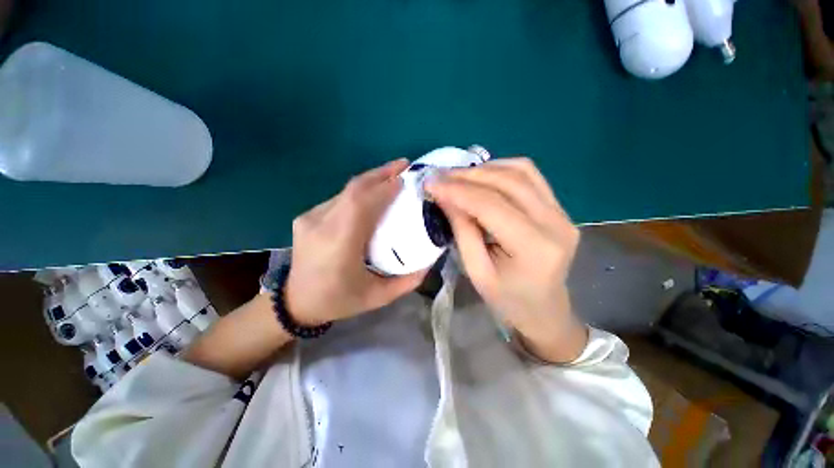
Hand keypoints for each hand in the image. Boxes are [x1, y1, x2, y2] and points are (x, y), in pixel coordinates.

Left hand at [285, 159, 426, 324]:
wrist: (295, 303)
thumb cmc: (339, 301)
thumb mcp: (379, 297)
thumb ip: (408, 280)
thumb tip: (430, 260)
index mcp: (339, 245)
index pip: (362, 204)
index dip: (384, 187)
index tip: (405, 177)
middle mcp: (321, 225)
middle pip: (353, 189)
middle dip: (381, 173)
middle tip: (404, 165)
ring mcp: (310, 218)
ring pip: (345, 191)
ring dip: (370, 181)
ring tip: (392, 177)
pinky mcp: (306, 216)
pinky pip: (338, 199)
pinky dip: (359, 192)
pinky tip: (372, 195)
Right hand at [426, 158, 586, 362]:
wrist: (545, 310)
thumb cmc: (507, 300)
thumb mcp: (476, 271)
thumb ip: (462, 230)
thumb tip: (445, 195)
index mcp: (534, 247)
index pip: (490, 205)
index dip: (458, 190)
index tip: (432, 183)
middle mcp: (556, 222)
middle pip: (508, 182)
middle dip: (469, 175)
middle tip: (441, 176)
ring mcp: (563, 212)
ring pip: (522, 171)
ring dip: (485, 169)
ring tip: (459, 177)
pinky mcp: (560, 208)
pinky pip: (531, 175)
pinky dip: (502, 170)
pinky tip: (483, 177)